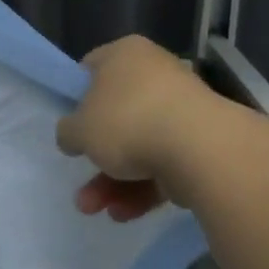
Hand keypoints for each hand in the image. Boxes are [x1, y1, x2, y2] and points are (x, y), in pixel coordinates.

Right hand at [56, 36, 211, 222]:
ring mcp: (181, 109)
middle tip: (81, 184)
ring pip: (139, 146)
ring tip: (96, 210)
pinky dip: (142, 188)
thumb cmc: (127, 121)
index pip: (91, 68)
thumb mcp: (78, 129)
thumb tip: (73, 135)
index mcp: (125, 54)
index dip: (76, 97)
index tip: (70, 125)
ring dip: (113, 181)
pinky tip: (124, 214)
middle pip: (116, 116)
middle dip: (97, 157)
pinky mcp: (200, 143)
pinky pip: (163, 164)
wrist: (199, 148)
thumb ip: (68, 131)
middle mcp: (155, 74)